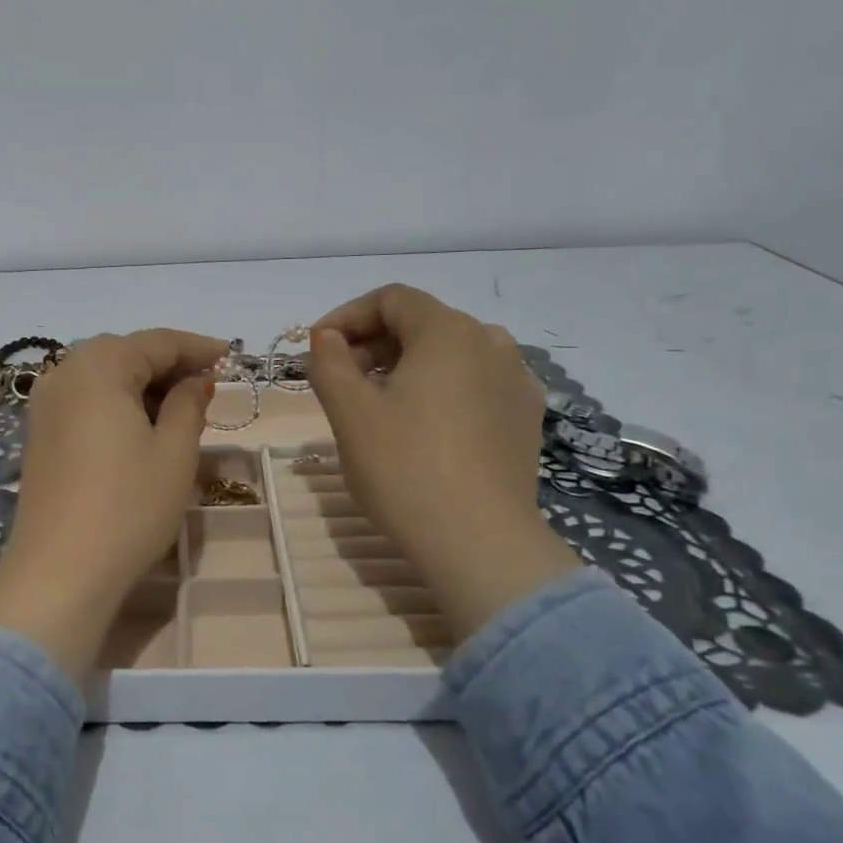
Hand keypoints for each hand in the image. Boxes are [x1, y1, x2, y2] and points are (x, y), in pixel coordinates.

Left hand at [0, 329, 226, 682]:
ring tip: (180, 408)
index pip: (157, 342)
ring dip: (142, 385)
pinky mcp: (39, 433)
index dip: (198, 348)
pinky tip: (140, 426)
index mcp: (98, 365)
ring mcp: (45, 403)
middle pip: (126, 353)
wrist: (59, 571)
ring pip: (103, 376)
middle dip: (168, 365)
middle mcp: (64, 372)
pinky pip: (85, 400)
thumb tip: (194, 381)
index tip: (231, 356)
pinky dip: (117, 403)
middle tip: (208, 385)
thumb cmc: (128, 506)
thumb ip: (187, 404)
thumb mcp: (173, 452)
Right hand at [307, 284, 580, 643]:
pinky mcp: (525, 418)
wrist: (479, 543)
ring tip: (376, 405)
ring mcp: (516, 381)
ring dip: (405, 367)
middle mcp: (492, 343)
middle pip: (422, 323)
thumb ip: (329, 361)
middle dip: (373, 343)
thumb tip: (326, 338)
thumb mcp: (349, 412)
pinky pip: (474, 384)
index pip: (392, 299)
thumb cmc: (404, 467)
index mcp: (449, 331)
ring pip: (449, 355)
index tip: (317, 348)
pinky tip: (422, 427)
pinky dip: (439, 390)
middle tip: (339, 380)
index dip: (346, 316)